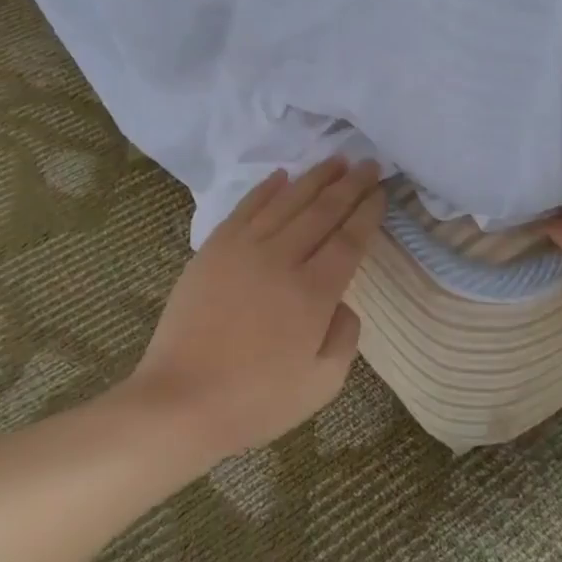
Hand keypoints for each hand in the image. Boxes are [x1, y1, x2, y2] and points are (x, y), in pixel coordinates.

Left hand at [133, 157, 385, 463]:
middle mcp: (282, 260)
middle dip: (349, 185)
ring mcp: (243, 251)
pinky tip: (282, 176)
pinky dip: (266, 190)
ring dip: (314, 178)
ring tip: (335, 159)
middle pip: (322, 212)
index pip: (349, 240)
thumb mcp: (322, 384)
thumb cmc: (256, 400)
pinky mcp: (212, 251)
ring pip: (286, 203)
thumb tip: (343, 303)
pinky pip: (245, 209)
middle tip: (368, 163)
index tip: (380, 191)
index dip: (367, 212)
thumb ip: (345, 337)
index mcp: (313, 293)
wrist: (181, 401)